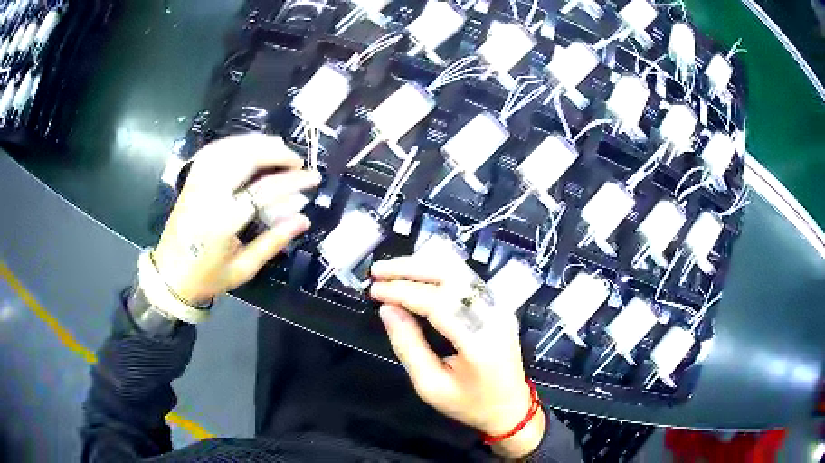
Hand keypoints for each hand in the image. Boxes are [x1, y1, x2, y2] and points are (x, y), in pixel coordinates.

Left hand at [154, 134, 320, 304]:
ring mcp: (197, 183)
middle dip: (275, 152)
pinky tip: (249, 146)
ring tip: (278, 148)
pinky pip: (214, 150)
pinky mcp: (191, 179)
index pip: (263, 190)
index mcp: (223, 221)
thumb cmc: (207, 278)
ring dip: (257, 142)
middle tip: (296, 159)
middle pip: (245, 158)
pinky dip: (235, 143)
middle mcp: (208, 195)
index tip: (313, 177)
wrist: (169, 276)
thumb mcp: (244, 268)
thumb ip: (274, 242)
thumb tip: (303, 219)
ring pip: (229, 148)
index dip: (292, 180)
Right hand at [370, 256, 545, 458]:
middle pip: (452, 277)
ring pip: (461, 271)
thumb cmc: (469, 403)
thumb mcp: (431, 386)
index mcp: (479, 342)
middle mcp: (494, 316)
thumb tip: (387, 310)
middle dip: (411, 269)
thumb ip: (408, 346)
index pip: (438, 303)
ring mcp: (500, 308)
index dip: (403, 291)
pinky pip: (467, 279)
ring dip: (424, 265)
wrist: (509, 408)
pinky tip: (418, 274)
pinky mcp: (499, 306)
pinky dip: (439, 272)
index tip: (375, 290)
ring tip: (393, 269)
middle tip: (379, 270)